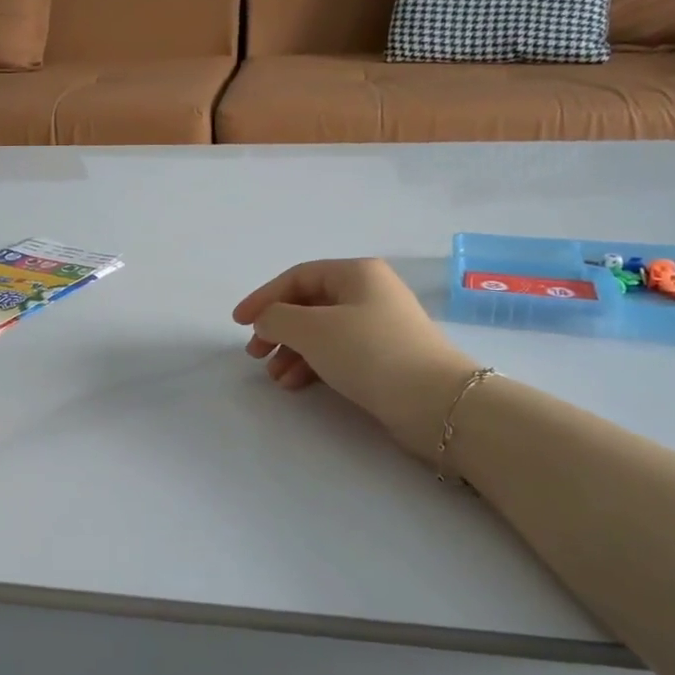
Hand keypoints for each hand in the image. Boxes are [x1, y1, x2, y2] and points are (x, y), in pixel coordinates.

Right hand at [233, 259, 477, 460]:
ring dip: (293, 351)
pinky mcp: (385, 358)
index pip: (298, 277)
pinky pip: (339, 353)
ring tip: (275, 377)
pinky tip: (297, 385)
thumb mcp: (312, 329)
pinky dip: (314, 365)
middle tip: (255, 354)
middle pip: (309, 304)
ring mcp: (380, 326)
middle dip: (278, 328)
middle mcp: (369, 292)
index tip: (238, 323)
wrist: (435, 401)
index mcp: (356, 273)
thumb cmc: (370, 352)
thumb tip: (266, 320)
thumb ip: (277, 318)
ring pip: (322, 332)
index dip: (263, 297)